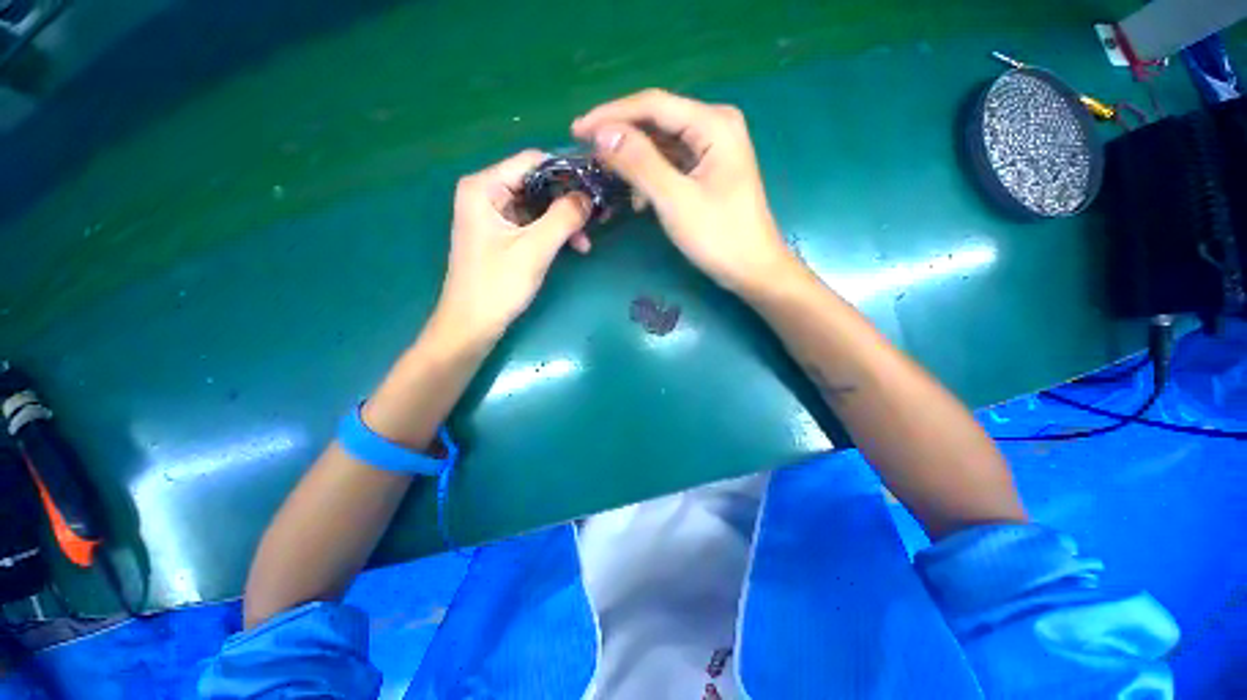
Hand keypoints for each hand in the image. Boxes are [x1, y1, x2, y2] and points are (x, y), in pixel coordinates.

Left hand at [435, 150, 590, 343]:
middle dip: (567, 201)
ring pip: (538, 206)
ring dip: (564, 221)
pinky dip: (553, 233)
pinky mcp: (501, 236)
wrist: (472, 325)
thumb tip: (589, 196)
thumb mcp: (534, 249)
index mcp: (484, 187)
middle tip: (596, 217)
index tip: (596, 185)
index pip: (532, 161)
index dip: (566, 170)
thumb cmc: (498, 285)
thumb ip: (564, 218)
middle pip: (536, 184)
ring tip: (586, 241)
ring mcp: (493, 216)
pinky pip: (533, 224)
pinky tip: (573, 247)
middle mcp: (486, 194)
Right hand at [572, 89, 797, 293]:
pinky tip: (639, 199)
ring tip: (607, 176)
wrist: (752, 269)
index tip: (577, 131)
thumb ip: (639, 163)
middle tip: (587, 152)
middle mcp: (715, 126)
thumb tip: (602, 134)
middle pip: (657, 120)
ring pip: (662, 143)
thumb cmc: (719, 237)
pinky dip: (651, 177)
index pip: (652, 105)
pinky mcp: (708, 170)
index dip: (611, 115)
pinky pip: (671, 163)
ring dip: (634, 160)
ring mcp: (713, 149)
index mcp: (713, 124)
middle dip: (621, 136)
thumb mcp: (675, 200)